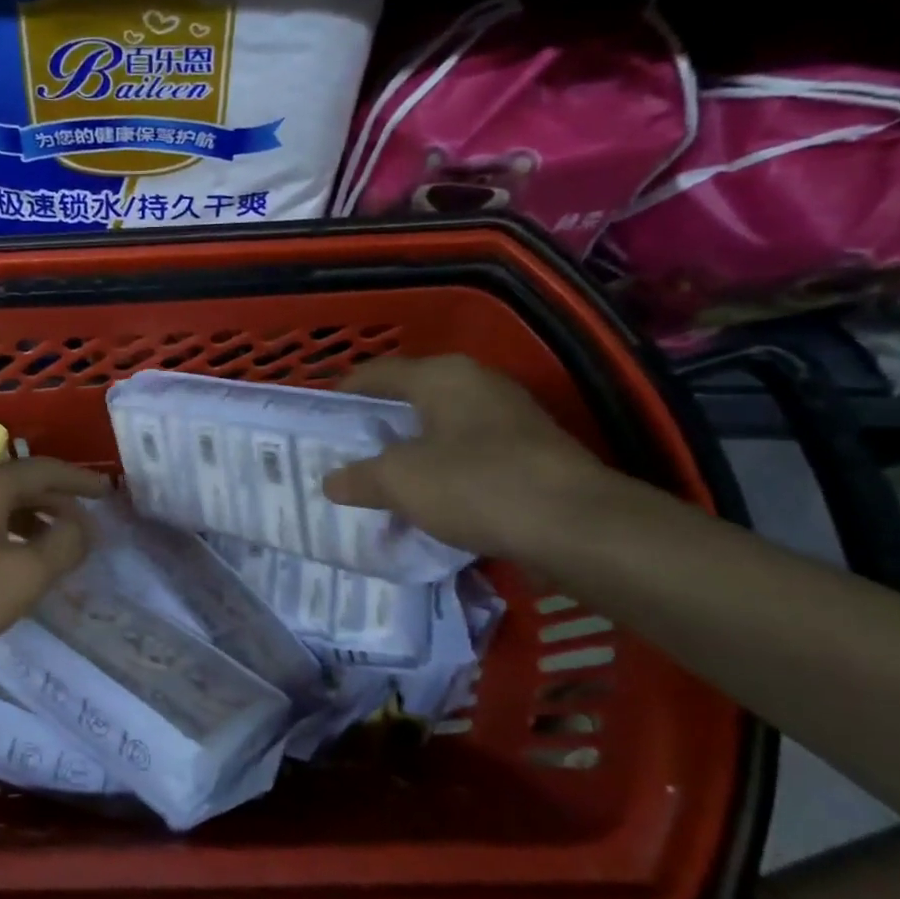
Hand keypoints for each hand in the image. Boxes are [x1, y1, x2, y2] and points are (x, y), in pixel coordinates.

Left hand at [0, 456, 109, 689]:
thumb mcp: (24, 577)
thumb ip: (64, 545)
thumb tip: (82, 526)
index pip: (46, 470)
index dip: (81, 482)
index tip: (108, 494)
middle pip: (20, 482)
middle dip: (56, 501)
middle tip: (87, 524)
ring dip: (31, 518)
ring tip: (55, 545)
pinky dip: (5, 531)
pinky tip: (11, 559)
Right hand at [322, 355, 617, 562]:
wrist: (577, 525)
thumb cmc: (475, 484)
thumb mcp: (400, 481)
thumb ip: (359, 477)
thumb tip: (331, 482)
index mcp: (442, 375)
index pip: (377, 373)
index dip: (344, 393)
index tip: (322, 419)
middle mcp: (477, 383)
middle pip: (411, 398)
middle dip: (378, 425)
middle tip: (347, 451)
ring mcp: (510, 415)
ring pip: (442, 426)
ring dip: (412, 450)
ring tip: (383, 478)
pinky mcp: (532, 450)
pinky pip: (470, 452)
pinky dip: (444, 469)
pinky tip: (431, 499)